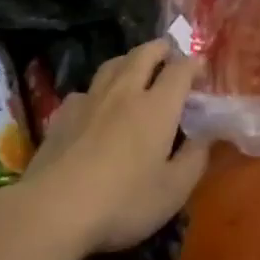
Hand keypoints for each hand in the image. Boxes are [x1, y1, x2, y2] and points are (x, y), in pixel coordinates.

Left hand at [23, 40, 210, 254]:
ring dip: (129, 60)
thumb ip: (195, 159)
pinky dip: (98, 90)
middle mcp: (125, 92)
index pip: (180, 69)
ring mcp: (90, 100)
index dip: (194, 65)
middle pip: (144, 54)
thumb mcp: (173, 191)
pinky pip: (85, 90)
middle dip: (161, 49)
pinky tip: (96, 105)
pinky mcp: (62, 115)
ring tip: (136, 69)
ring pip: (112, 64)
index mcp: (157, 106)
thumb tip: (206, 136)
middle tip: (170, 54)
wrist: (52, 209)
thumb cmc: (122, 202)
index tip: (202, 70)